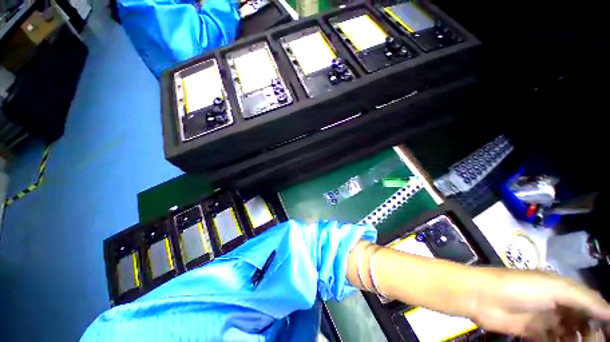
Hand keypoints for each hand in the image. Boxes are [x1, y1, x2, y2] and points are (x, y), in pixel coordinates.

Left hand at [471, 268, 609, 339]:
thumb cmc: (519, 288)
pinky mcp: (529, 331)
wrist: (481, 296)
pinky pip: (549, 340)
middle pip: (579, 319)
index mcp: (561, 289)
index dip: (602, 316)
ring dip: (575, 341)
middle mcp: (554, 303)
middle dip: (590, 332)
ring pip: (566, 332)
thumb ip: (583, 299)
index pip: (589, 303)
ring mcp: (541, 318)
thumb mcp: (555, 288)